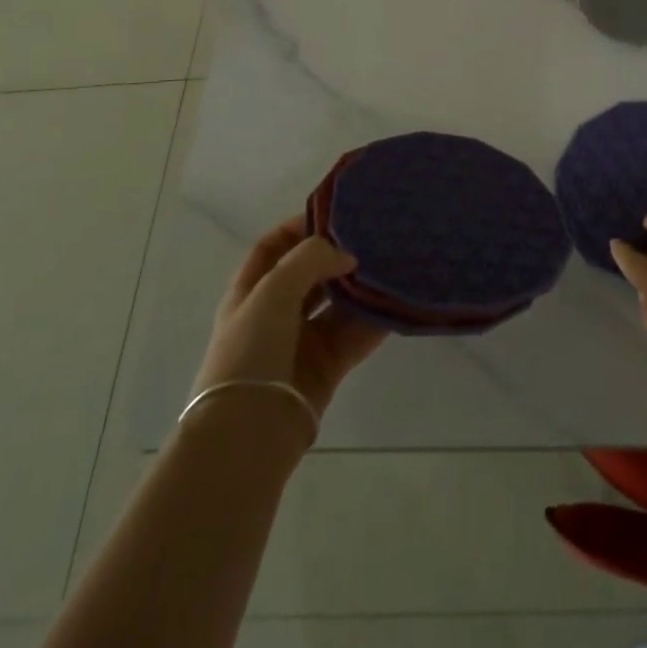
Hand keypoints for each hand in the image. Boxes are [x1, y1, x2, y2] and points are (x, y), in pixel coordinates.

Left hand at [194, 217, 386, 418]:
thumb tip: (346, 256)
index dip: (298, 227)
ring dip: (361, 287)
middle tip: (373, 237)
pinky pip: (355, 335)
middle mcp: (275, 313)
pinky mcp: (327, 368)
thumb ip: (310, 260)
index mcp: (250, 292)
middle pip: (310, 274)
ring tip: (392, 263)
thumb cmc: (250, 351)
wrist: (249, 433)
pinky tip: (397, 303)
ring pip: (337, 304)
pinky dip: (375, 320)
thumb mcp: (271, 291)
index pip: (273, 247)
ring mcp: (301, 342)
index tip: (334, 214)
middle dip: (337, 256)